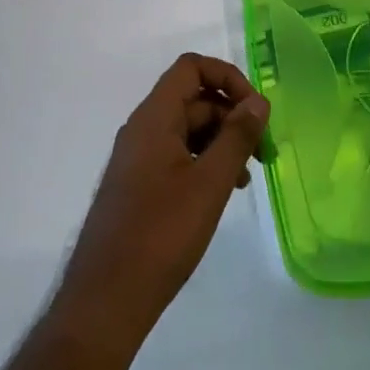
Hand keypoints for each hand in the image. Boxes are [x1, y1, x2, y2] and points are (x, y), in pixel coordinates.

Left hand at [52, 54, 269, 367]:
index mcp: (153, 118)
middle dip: (232, 116)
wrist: (106, 301)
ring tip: (247, 177)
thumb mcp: (209, 183)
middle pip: (193, 98)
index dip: (228, 78)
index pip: (192, 68)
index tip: (256, 111)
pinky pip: (177, 155)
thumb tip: (258, 101)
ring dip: (221, 141)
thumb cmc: (161, 235)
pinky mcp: (139, 185)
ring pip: (188, 129)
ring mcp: (138, 158)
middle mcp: (142, 129)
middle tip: (264, 152)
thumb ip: (236, 137)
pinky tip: (224, 191)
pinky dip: (205, 162)